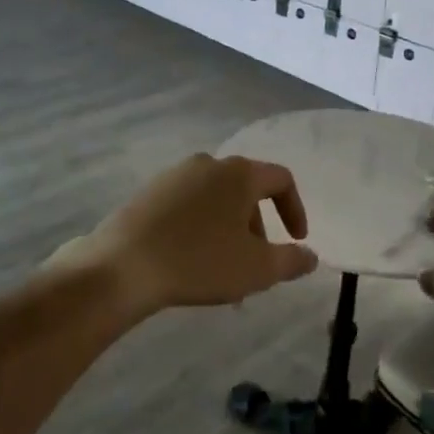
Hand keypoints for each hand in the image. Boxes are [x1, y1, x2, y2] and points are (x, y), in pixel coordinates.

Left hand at [55, 154, 317, 317]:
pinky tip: (190, 260)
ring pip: (215, 199)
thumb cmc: (199, 262)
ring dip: (228, 230)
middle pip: (246, 190)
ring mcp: (174, 175)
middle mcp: (208, 163)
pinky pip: (187, 205)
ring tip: (223, 270)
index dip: (295, 209)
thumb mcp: (257, 269)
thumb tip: (311, 256)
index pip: (281, 179)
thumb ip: (291, 260)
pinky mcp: (148, 192)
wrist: (122, 266)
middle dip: (257, 227)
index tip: (296, 240)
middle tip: (255, 264)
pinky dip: (200, 227)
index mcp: (239, 173)